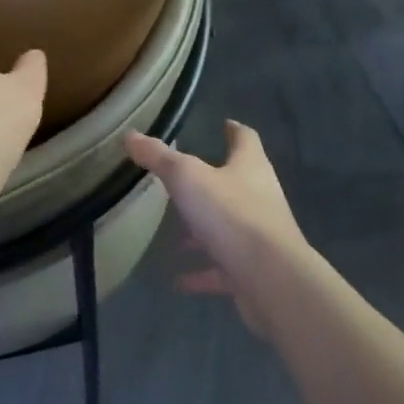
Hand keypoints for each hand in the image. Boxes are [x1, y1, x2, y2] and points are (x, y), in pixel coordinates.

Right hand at [125, 121, 309, 332]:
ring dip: (203, 230)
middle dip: (210, 183)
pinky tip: (177, 279)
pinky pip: (222, 268)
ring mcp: (259, 237)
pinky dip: (201, 272)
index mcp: (250, 167)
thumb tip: (131, 135)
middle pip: (237, 183)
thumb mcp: (186, 177)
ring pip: (227, 227)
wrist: (272, 279)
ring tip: (175, 234)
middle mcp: (260, 198)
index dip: (234, 130)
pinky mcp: (253, 271)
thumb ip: (158, 157)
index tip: (224, 124)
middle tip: (182, 181)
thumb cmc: (231, 214)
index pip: (245, 139)